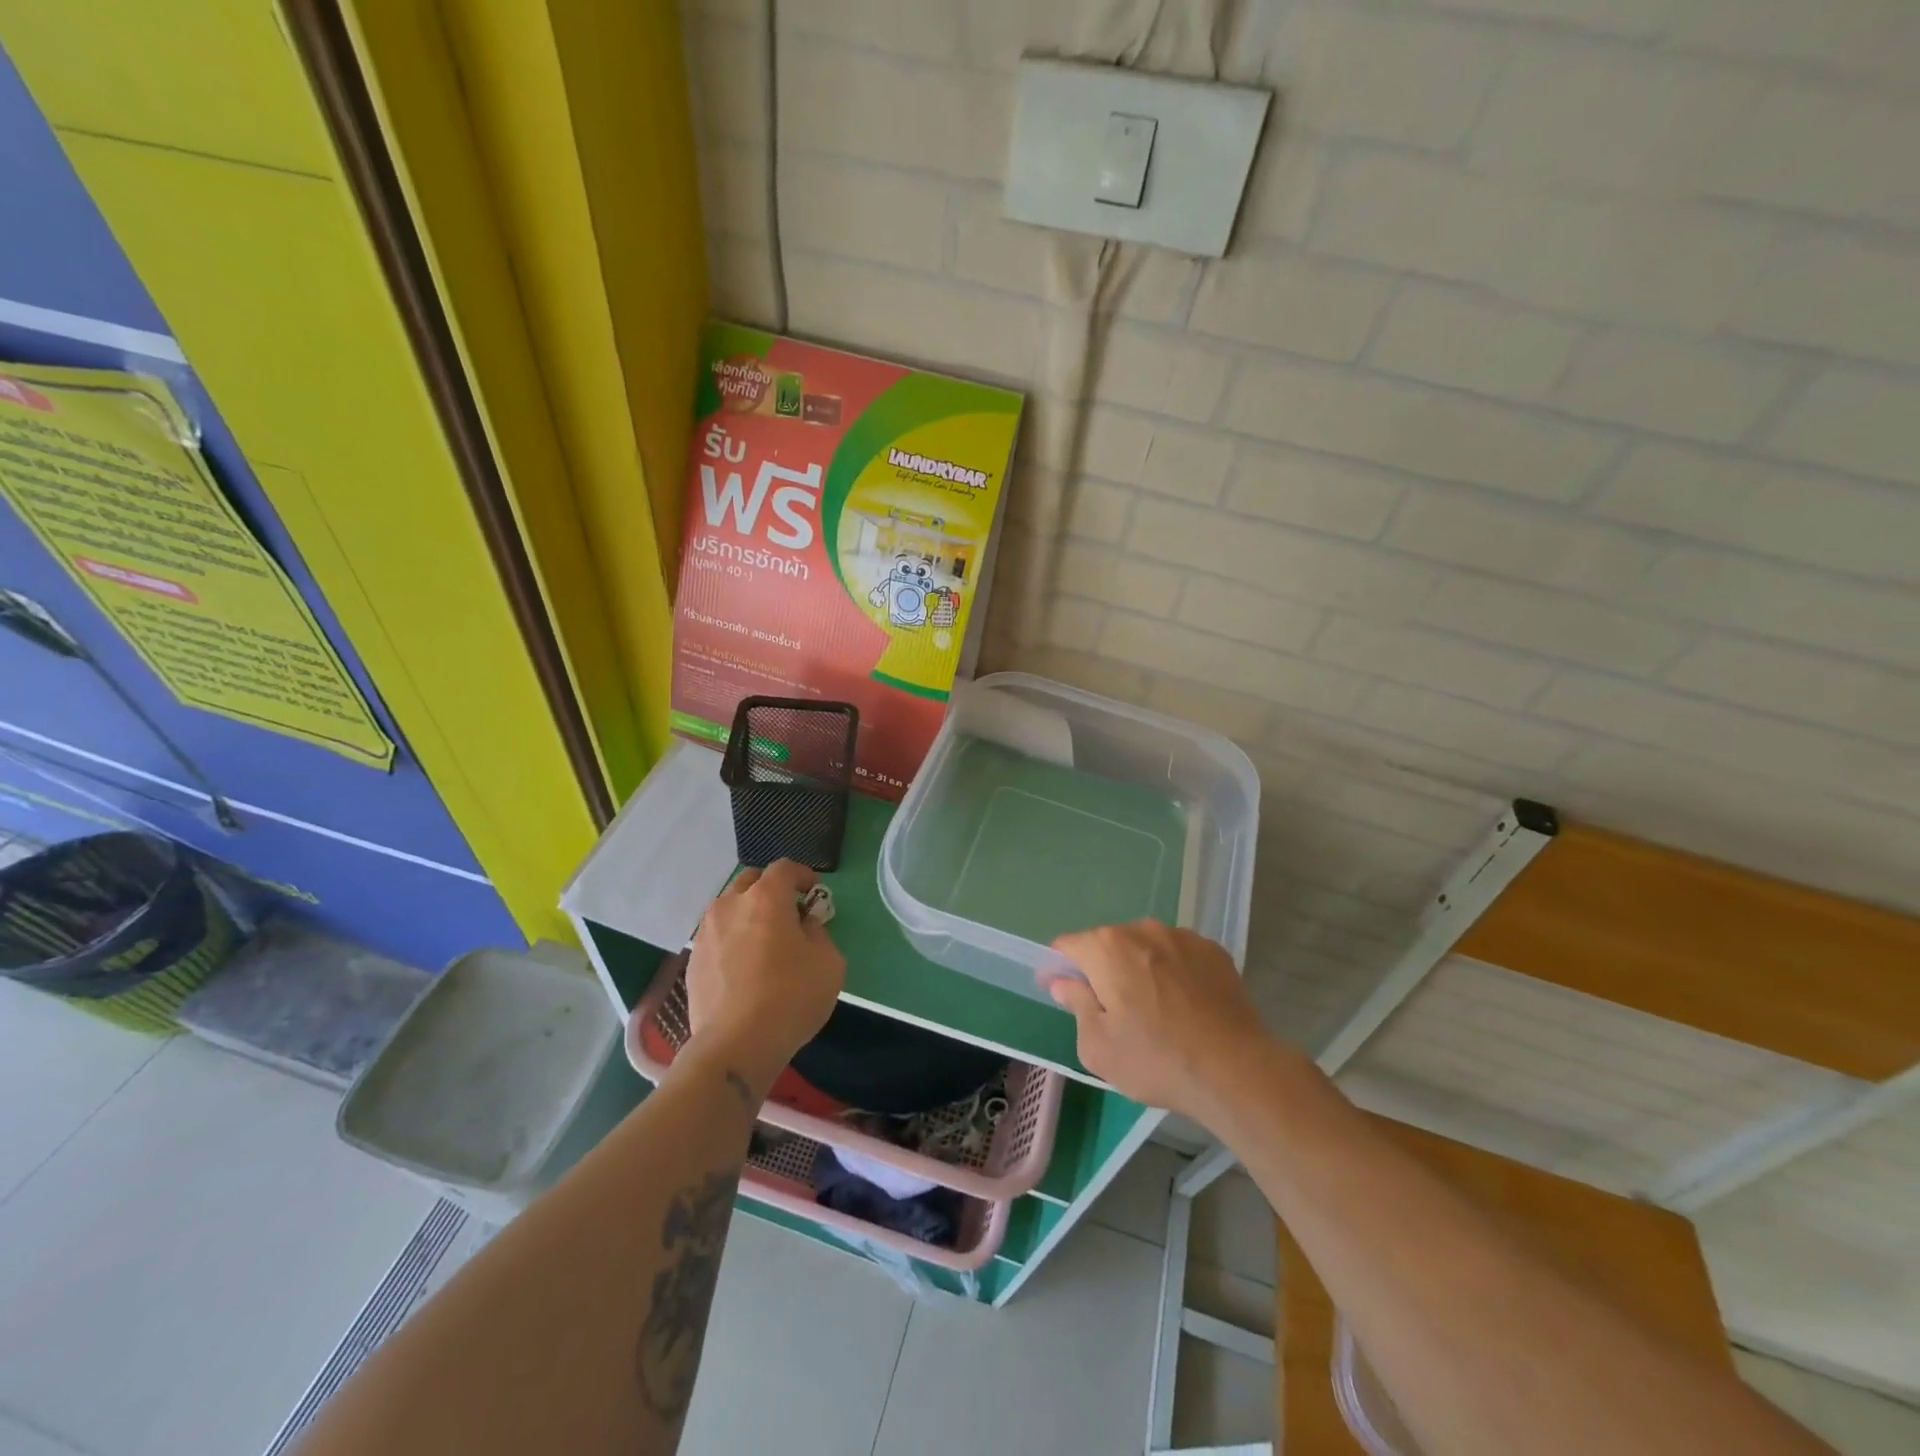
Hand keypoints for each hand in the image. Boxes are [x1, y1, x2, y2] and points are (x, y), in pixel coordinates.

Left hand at [683, 860, 845, 1097]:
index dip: (802, 874)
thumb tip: (803, 927)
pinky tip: (745, 966)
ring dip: (748, 914)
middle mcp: (730, 906)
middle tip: (788, 912)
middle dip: (771, 889)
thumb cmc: (791, 997)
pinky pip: (717, 937)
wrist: (735, 1045)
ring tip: (764, 940)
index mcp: (765, 898)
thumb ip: (818, 934)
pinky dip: (733, 939)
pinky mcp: (692, 961)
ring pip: (729, 908)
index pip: (784, 868)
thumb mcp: (829, 962)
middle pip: (750, 881)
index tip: (813, 891)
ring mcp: (706, 933)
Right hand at [1048, 921, 1270, 1119]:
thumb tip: (1063, 983)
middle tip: (1114, 1011)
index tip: (1064, 994)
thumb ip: (1076, 1005)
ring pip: (1146, 947)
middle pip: (1108, 944)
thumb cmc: (1156, 1060)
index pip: (1067, 945)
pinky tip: (1186, 1006)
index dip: (1059, 968)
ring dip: (1141, 968)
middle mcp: (1142, 929)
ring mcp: (1182, 936)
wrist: (1236, 1071)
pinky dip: (1174, 972)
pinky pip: (1179, 955)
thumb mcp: (1098, 1046)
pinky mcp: (1213, 951)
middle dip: (1103, 970)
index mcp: (1106, 948)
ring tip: (1156, 1010)